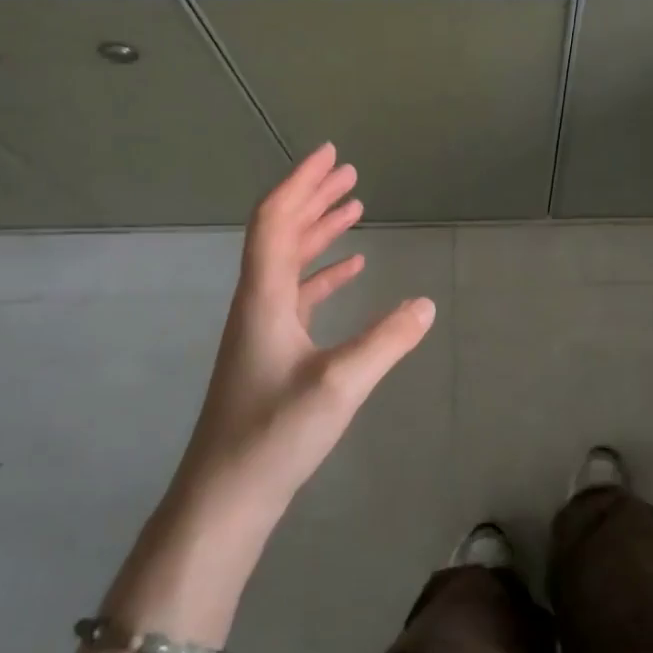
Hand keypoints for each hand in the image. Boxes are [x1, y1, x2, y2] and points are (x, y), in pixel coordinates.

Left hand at [179, 143, 435, 506]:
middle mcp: (258, 304)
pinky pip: (299, 295)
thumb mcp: (341, 385)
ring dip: (319, 232)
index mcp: (264, 298)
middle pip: (281, 233)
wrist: (225, 497)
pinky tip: (351, 271)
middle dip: (314, 198)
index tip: (332, 155)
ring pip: (290, 263)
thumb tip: (427, 303)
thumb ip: (387, 340)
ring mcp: (262, 329)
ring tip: (353, 209)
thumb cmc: (275, 435)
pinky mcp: (271, 352)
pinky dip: (324, 274)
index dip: (303, 183)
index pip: (276, 222)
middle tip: (349, 173)